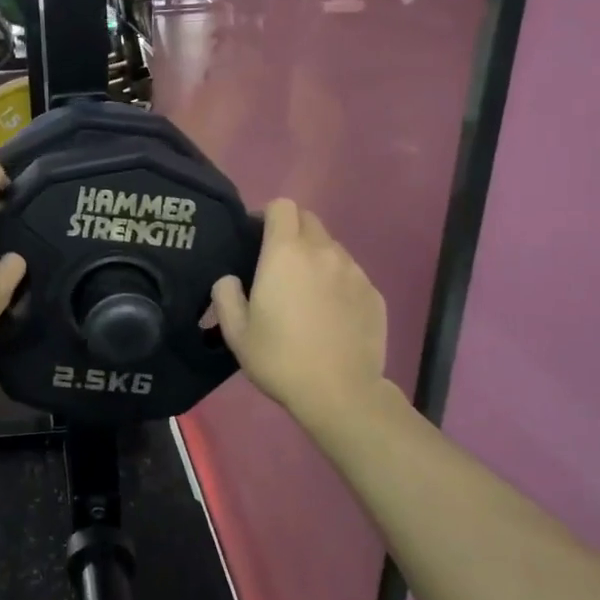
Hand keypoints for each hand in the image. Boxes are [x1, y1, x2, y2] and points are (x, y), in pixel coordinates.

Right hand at [211, 200, 387, 434]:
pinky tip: (329, 313)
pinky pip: (350, 274)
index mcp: (285, 254)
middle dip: (291, 232)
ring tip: (305, 292)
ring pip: (331, 248)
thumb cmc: (280, 359)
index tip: (257, 238)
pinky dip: (337, 282)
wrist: (340, 392)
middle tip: (278, 264)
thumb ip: (226, 296)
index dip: (267, 216)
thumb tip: (229, 279)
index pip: (282, 206)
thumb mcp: (236, 333)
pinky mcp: (373, 293)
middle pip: (309, 220)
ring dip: (315, 257)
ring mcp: (354, 271)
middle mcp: (323, 252)